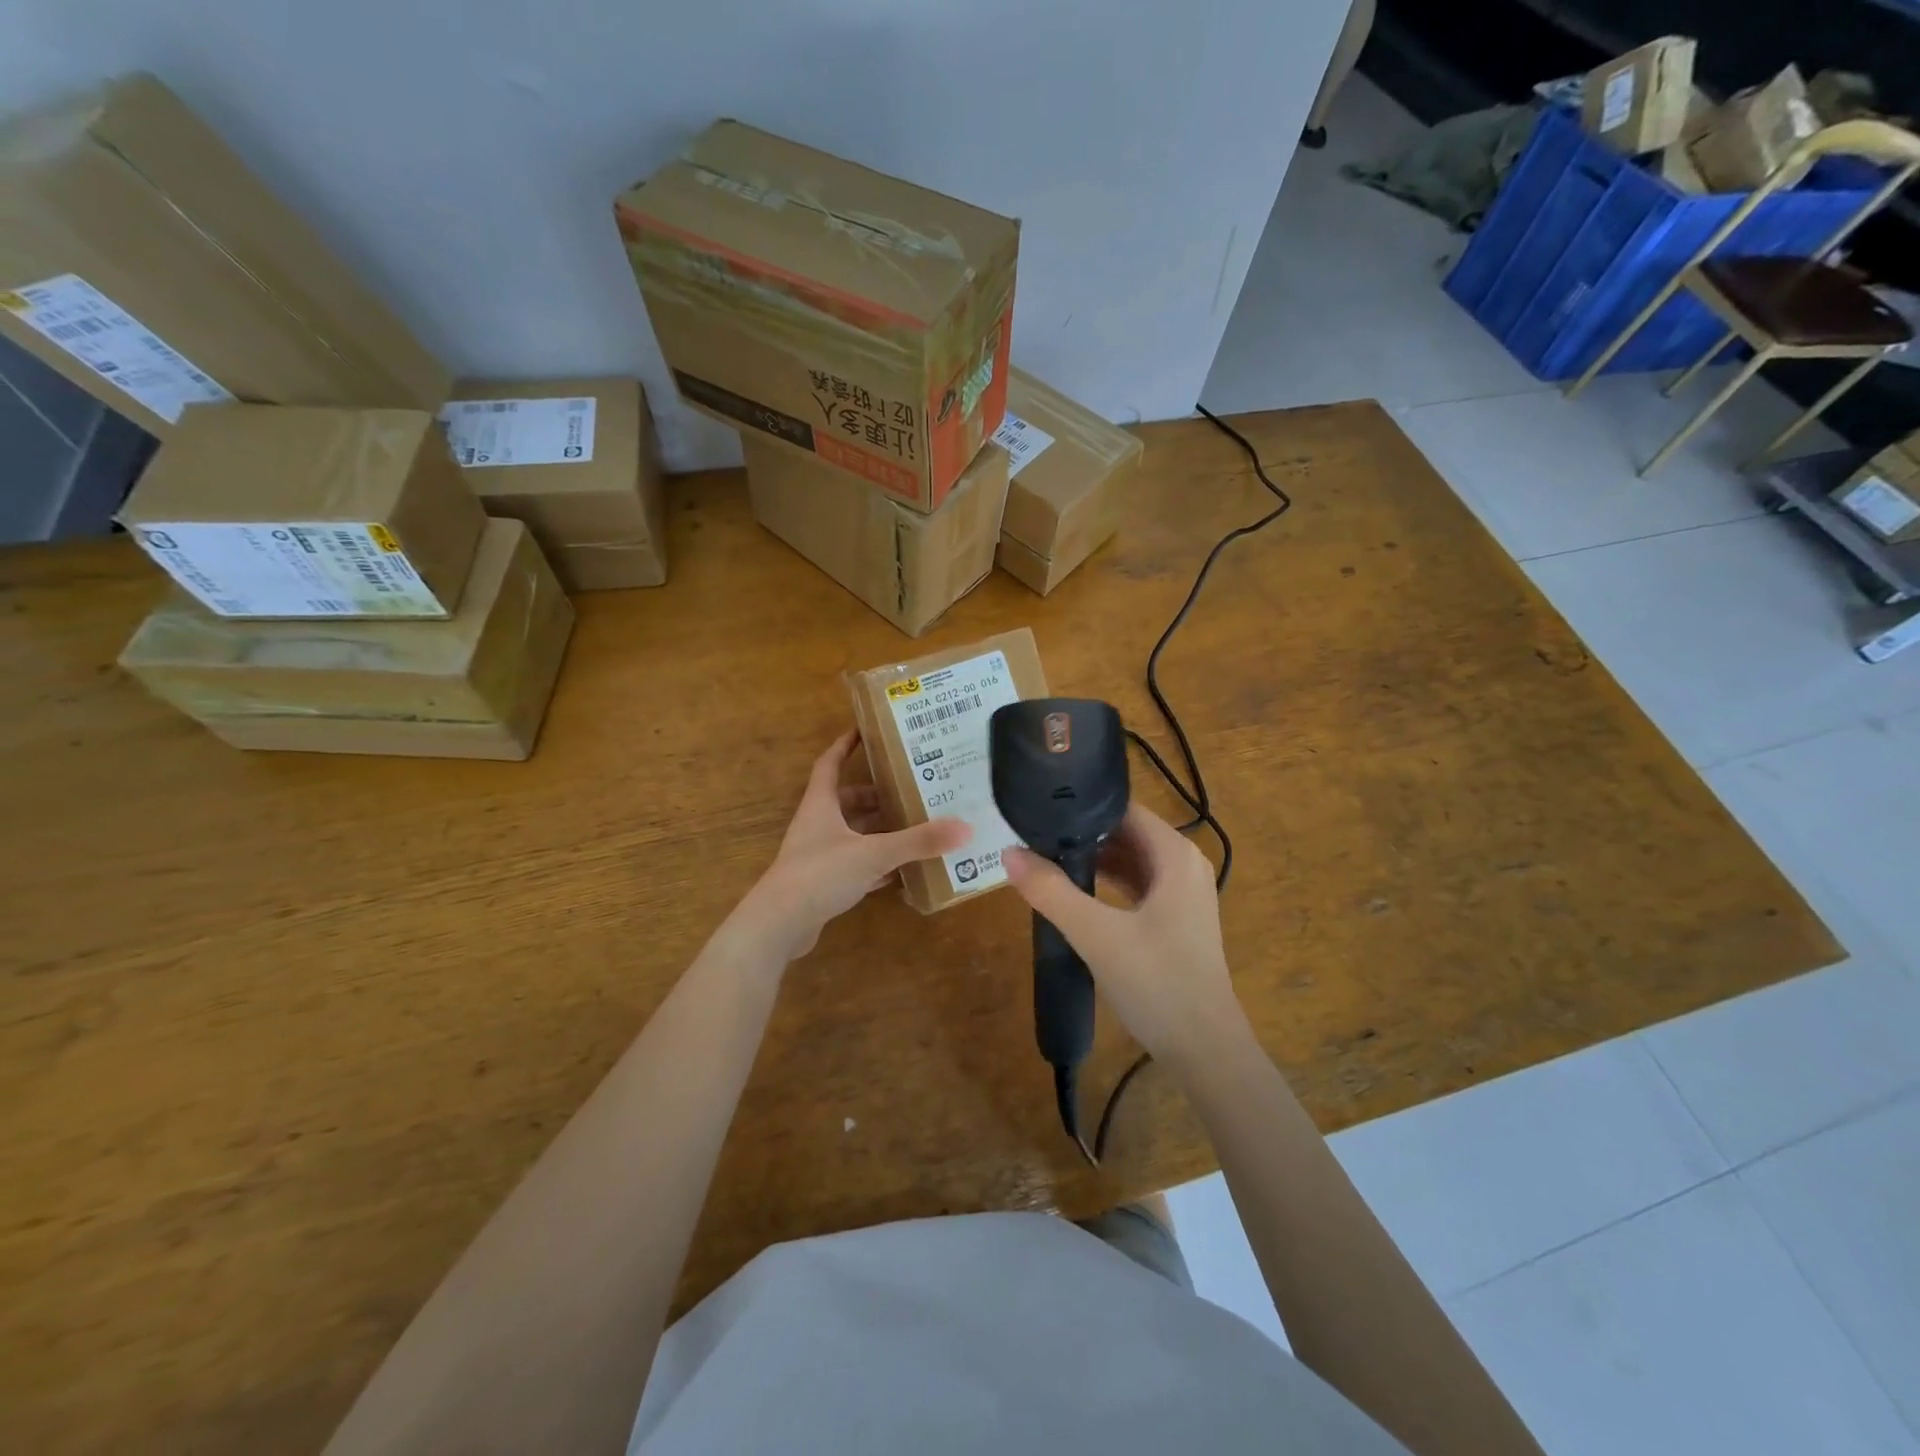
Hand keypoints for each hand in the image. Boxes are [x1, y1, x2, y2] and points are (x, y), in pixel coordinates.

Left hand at [741, 731, 969, 961]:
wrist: (779, 925)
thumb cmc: (821, 874)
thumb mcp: (874, 853)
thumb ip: (918, 841)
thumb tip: (965, 828)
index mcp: (821, 805)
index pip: (831, 764)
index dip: (845, 745)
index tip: (866, 731)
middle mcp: (817, 824)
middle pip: (847, 801)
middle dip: (876, 796)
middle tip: (909, 791)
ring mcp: (817, 856)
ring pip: (852, 834)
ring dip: (878, 831)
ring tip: (913, 827)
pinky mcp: (821, 883)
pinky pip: (854, 865)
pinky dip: (875, 864)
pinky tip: (900, 870)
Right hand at [1003, 804, 1244, 1064]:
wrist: (1205, 1051)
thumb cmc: (1157, 983)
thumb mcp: (1097, 935)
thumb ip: (1051, 892)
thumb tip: (1008, 853)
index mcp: (1175, 855)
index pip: (1124, 809)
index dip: (1083, 806)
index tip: (1042, 811)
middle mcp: (1184, 865)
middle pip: (1126, 833)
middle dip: (1083, 834)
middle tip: (1034, 835)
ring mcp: (1183, 894)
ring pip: (1130, 860)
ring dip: (1093, 860)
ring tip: (1045, 859)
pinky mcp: (1175, 919)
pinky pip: (1136, 885)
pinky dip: (1107, 883)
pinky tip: (1074, 892)